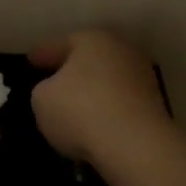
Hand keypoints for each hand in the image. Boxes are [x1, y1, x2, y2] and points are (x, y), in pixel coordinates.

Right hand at [29, 30, 173, 165]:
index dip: (43, 53)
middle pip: (89, 58)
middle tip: (53, 80)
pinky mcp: (154, 105)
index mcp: (92, 39)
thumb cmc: (80, 110)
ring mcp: (142, 77)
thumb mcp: (42, 99)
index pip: (61, 43)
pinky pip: (120, 103)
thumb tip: (56, 91)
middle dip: (72, 69)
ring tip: (74, 108)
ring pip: (107, 80)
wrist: (135, 145)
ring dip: (93, 91)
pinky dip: (107, 110)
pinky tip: (95, 124)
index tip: (31, 61)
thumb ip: (44, 89)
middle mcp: (121, 50)